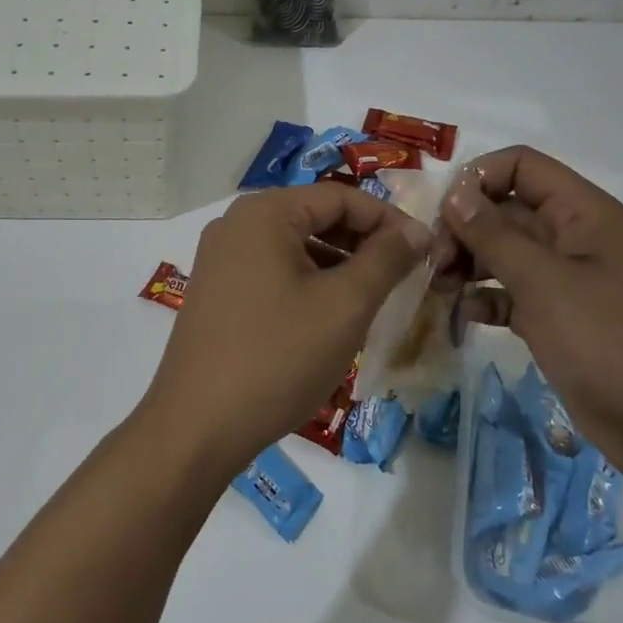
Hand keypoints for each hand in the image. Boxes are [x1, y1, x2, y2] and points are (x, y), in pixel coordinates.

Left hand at [136, 186, 430, 480]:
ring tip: (373, 300)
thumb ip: (386, 259)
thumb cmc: (278, 357)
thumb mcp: (345, 305)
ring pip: (295, 246)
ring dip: (338, 265)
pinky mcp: (216, 290)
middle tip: (404, 277)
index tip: (425, 250)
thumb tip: (418, 229)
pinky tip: (330, 317)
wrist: (197, 426)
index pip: (340, 196)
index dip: (388, 219)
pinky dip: (308, 283)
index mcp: (264, 212)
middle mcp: (236, 223)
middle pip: (315, 217)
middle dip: (363, 243)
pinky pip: (273, 270)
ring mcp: (220, 257)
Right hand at [440, 147, 622, 496]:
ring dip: (468, 263)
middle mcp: (573, 237)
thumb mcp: (545, 283)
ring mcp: (566, 280)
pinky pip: (511, 293)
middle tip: (434, 259)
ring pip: (504, 252)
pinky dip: (486, 299)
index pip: (521, 166)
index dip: (479, 179)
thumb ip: (494, 235)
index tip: (445, 214)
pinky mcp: (559, 319)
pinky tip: (465, 315)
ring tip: (439, 286)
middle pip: (505, 209)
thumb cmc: (611, 342)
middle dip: (465, 227)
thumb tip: (454, 194)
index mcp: (582, 213)